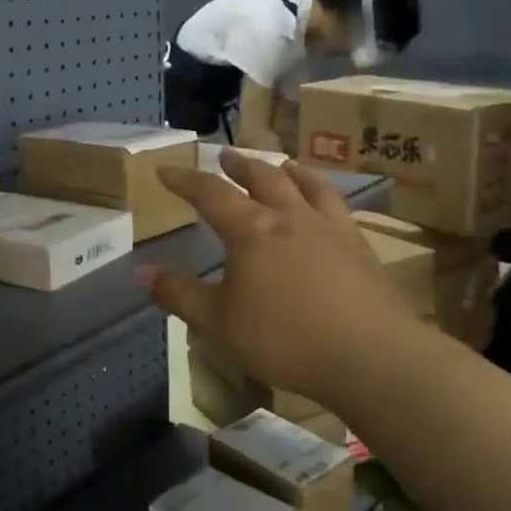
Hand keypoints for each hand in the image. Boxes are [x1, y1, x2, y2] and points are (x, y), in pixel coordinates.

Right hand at [137, 154, 418, 402]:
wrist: (370, 355)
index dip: (186, 181)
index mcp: (252, 231)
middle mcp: (291, 217)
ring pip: (307, 185)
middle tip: (226, 155)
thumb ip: (179, 295)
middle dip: (240, 165)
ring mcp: (330, 228)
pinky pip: (338, 206)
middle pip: (263, 178)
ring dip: (288, 170)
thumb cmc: (285, 339)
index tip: (166, 171)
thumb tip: (140, 272)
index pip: (211, 194)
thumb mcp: (219, 323)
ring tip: (282, 163)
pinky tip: (326, 205)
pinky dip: (323, 193)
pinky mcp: (360, 246)